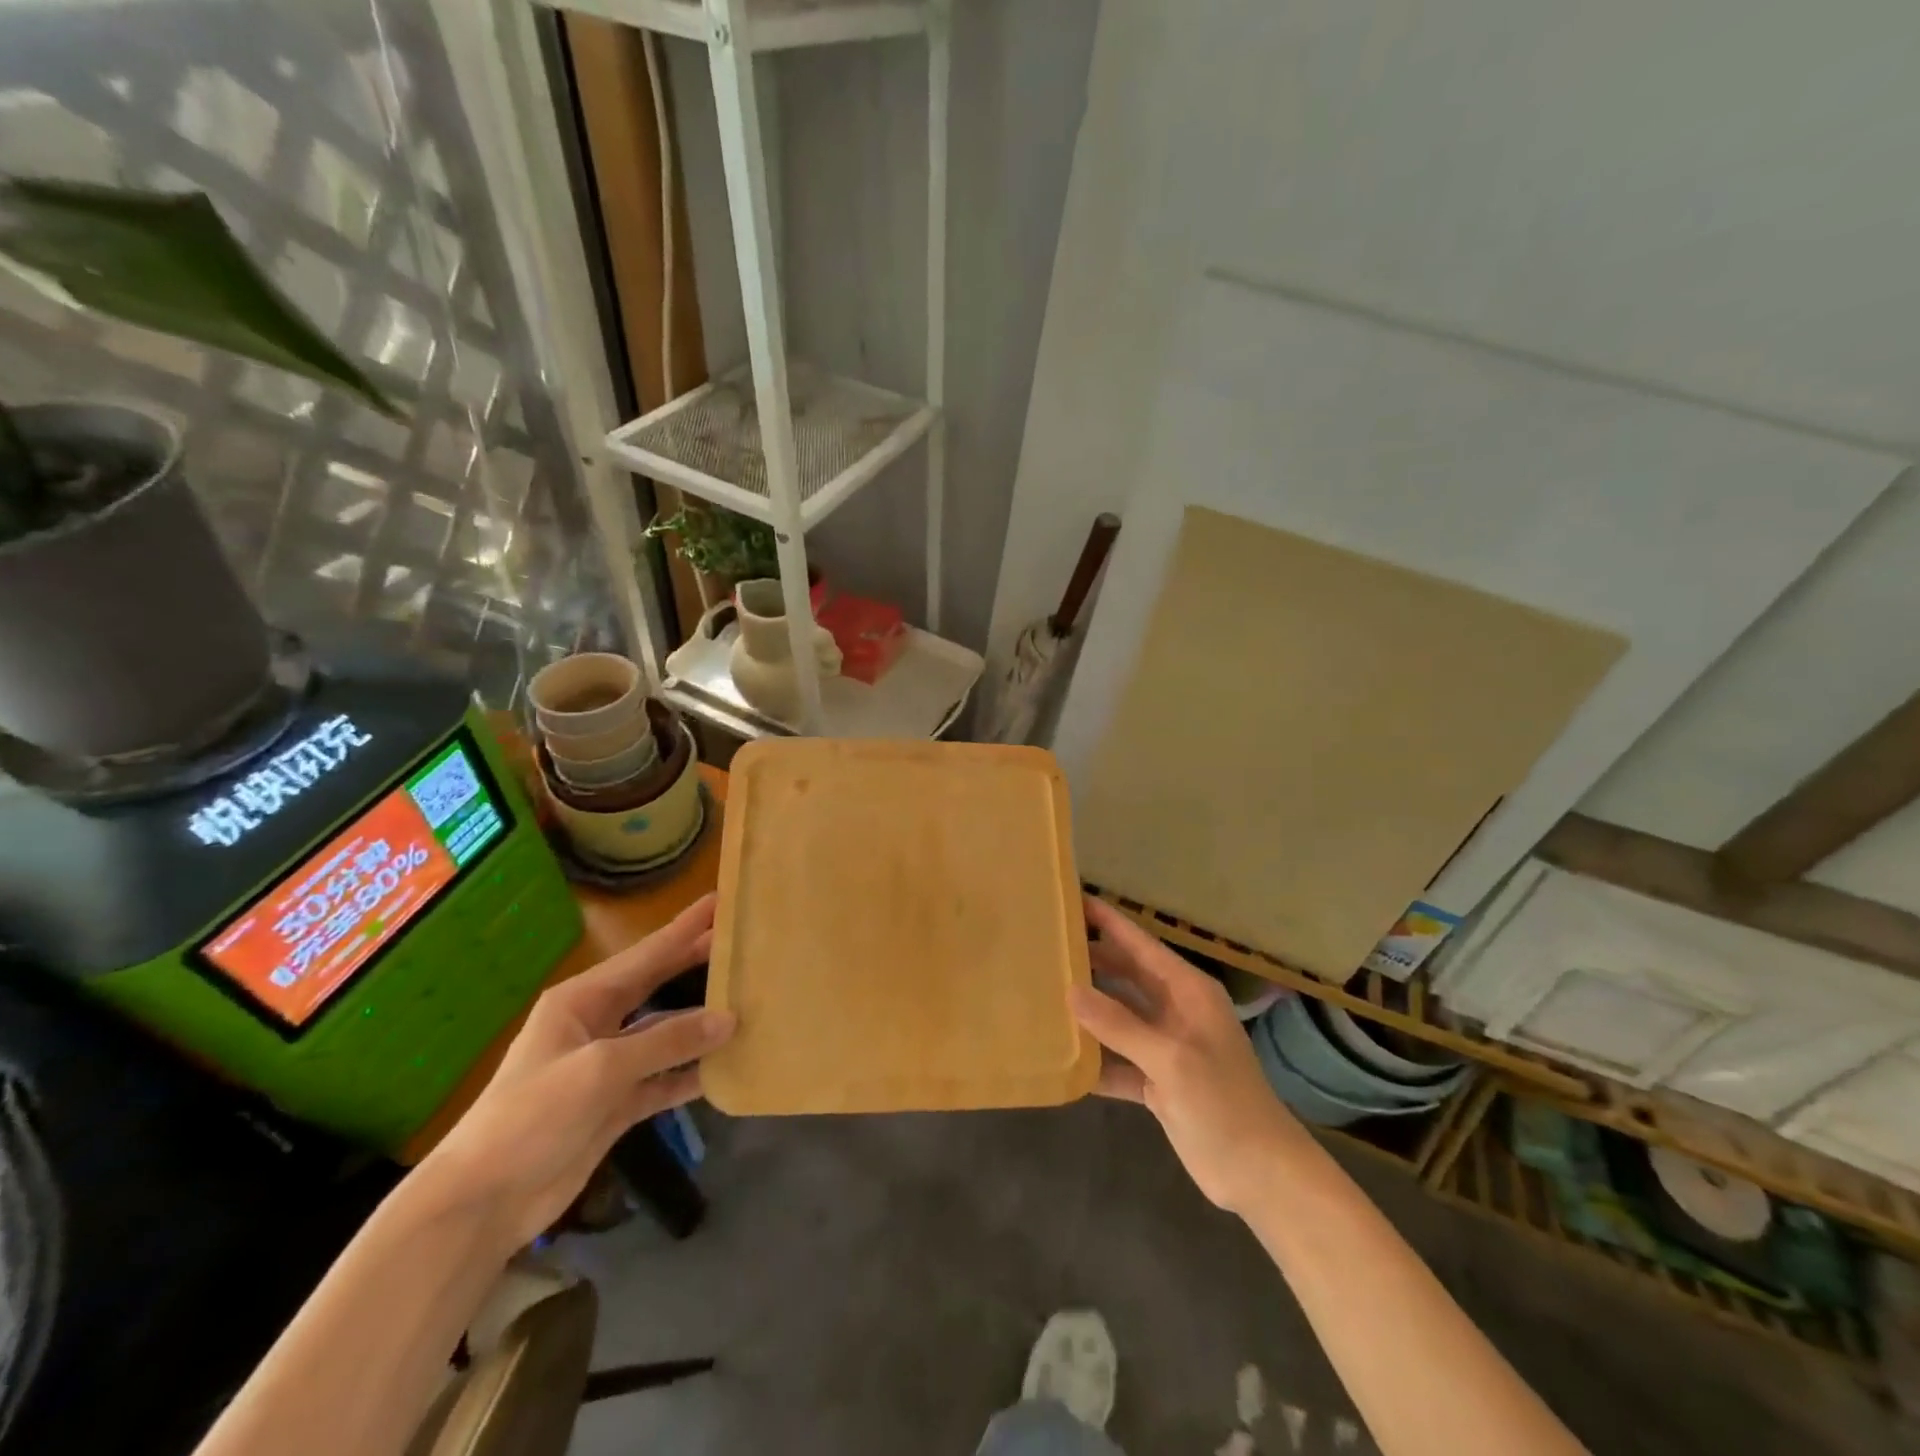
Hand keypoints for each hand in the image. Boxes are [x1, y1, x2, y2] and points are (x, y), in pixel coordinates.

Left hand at [415, 894, 734, 1248]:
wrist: (481, 1204)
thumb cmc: (532, 1116)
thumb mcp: (600, 1069)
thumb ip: (666, 1041)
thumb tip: (729, 1019)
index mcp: (582, 1001)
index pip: (647, 954)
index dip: (686, 928)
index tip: (721, 901)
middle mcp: (596, 1025)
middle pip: (657, 986)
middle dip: (696, 963)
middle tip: (743, 942)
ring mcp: (606, 1067)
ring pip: (665, 1034)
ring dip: (701, 1024)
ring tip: (748, 1003)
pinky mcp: (614, 1105)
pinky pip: (662, 1079)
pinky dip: (690, 1073)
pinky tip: (725, 1067)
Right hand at [1072, 897, 1299, 1213]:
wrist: (1260, 1175)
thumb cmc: (1223, 1103)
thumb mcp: (1170, 1058)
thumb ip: (1119, 1024)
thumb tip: (1070, 991)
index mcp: (1188, 992)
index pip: (1141, 945)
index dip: (1109, 922)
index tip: (1072, 900)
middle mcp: (1176, 1011)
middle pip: (1126, 976)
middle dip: (1092, 961)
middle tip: (1047, 946)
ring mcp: (1166, 1048)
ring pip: (1118, 1017)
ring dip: (1088, 1010)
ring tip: (1043, 993)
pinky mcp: (1158, 1082)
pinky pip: (1118, 1060)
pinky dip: (1095, 1059)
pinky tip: (1062, 1056)